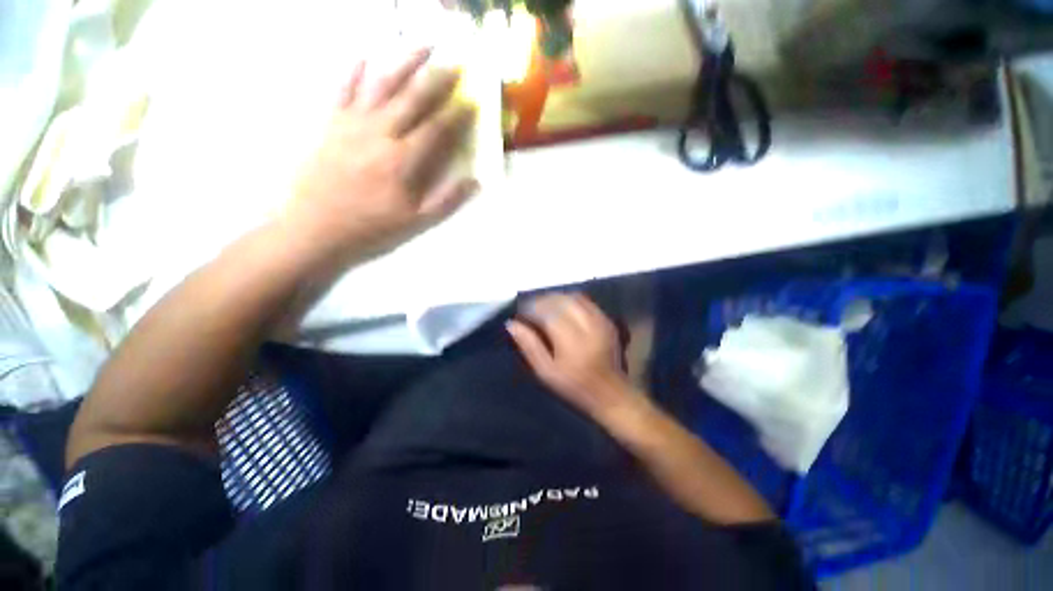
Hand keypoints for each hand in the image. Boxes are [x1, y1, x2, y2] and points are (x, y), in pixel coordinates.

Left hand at [287, 48, 478, 266]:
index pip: (437, 129)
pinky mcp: (330, 124)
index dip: (457, 115)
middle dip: (437, 80)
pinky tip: (365, 57)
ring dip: (404, 63)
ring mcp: (352, 124)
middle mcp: (380, 133)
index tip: (471, 102)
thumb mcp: (416, 222)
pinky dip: (354, 72)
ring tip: (422, 45)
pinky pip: (343, 90)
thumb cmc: (371, 228)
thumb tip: (474, 182)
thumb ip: (447, 200)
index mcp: (403, 160)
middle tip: (455, 65)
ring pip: (381, 85)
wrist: (316, 228)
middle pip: (413, 99)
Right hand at [507, 293, 644, 422]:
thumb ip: (529, 346)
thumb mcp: (546, 372)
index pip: (547, 312)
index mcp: (572, 341)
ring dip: (555, 298)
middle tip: (530, 309)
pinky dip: (570, 300)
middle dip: (541, 301)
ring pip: (573, 297)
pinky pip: (585, 301)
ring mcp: (600, 320)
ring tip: (544, 307)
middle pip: (560, 300)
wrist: (611, 393)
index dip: (530, 308)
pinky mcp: (606, 319)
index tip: (520, 313)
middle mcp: (588, 325)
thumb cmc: (574, 387)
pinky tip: (562, 308)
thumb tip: (512, 324)